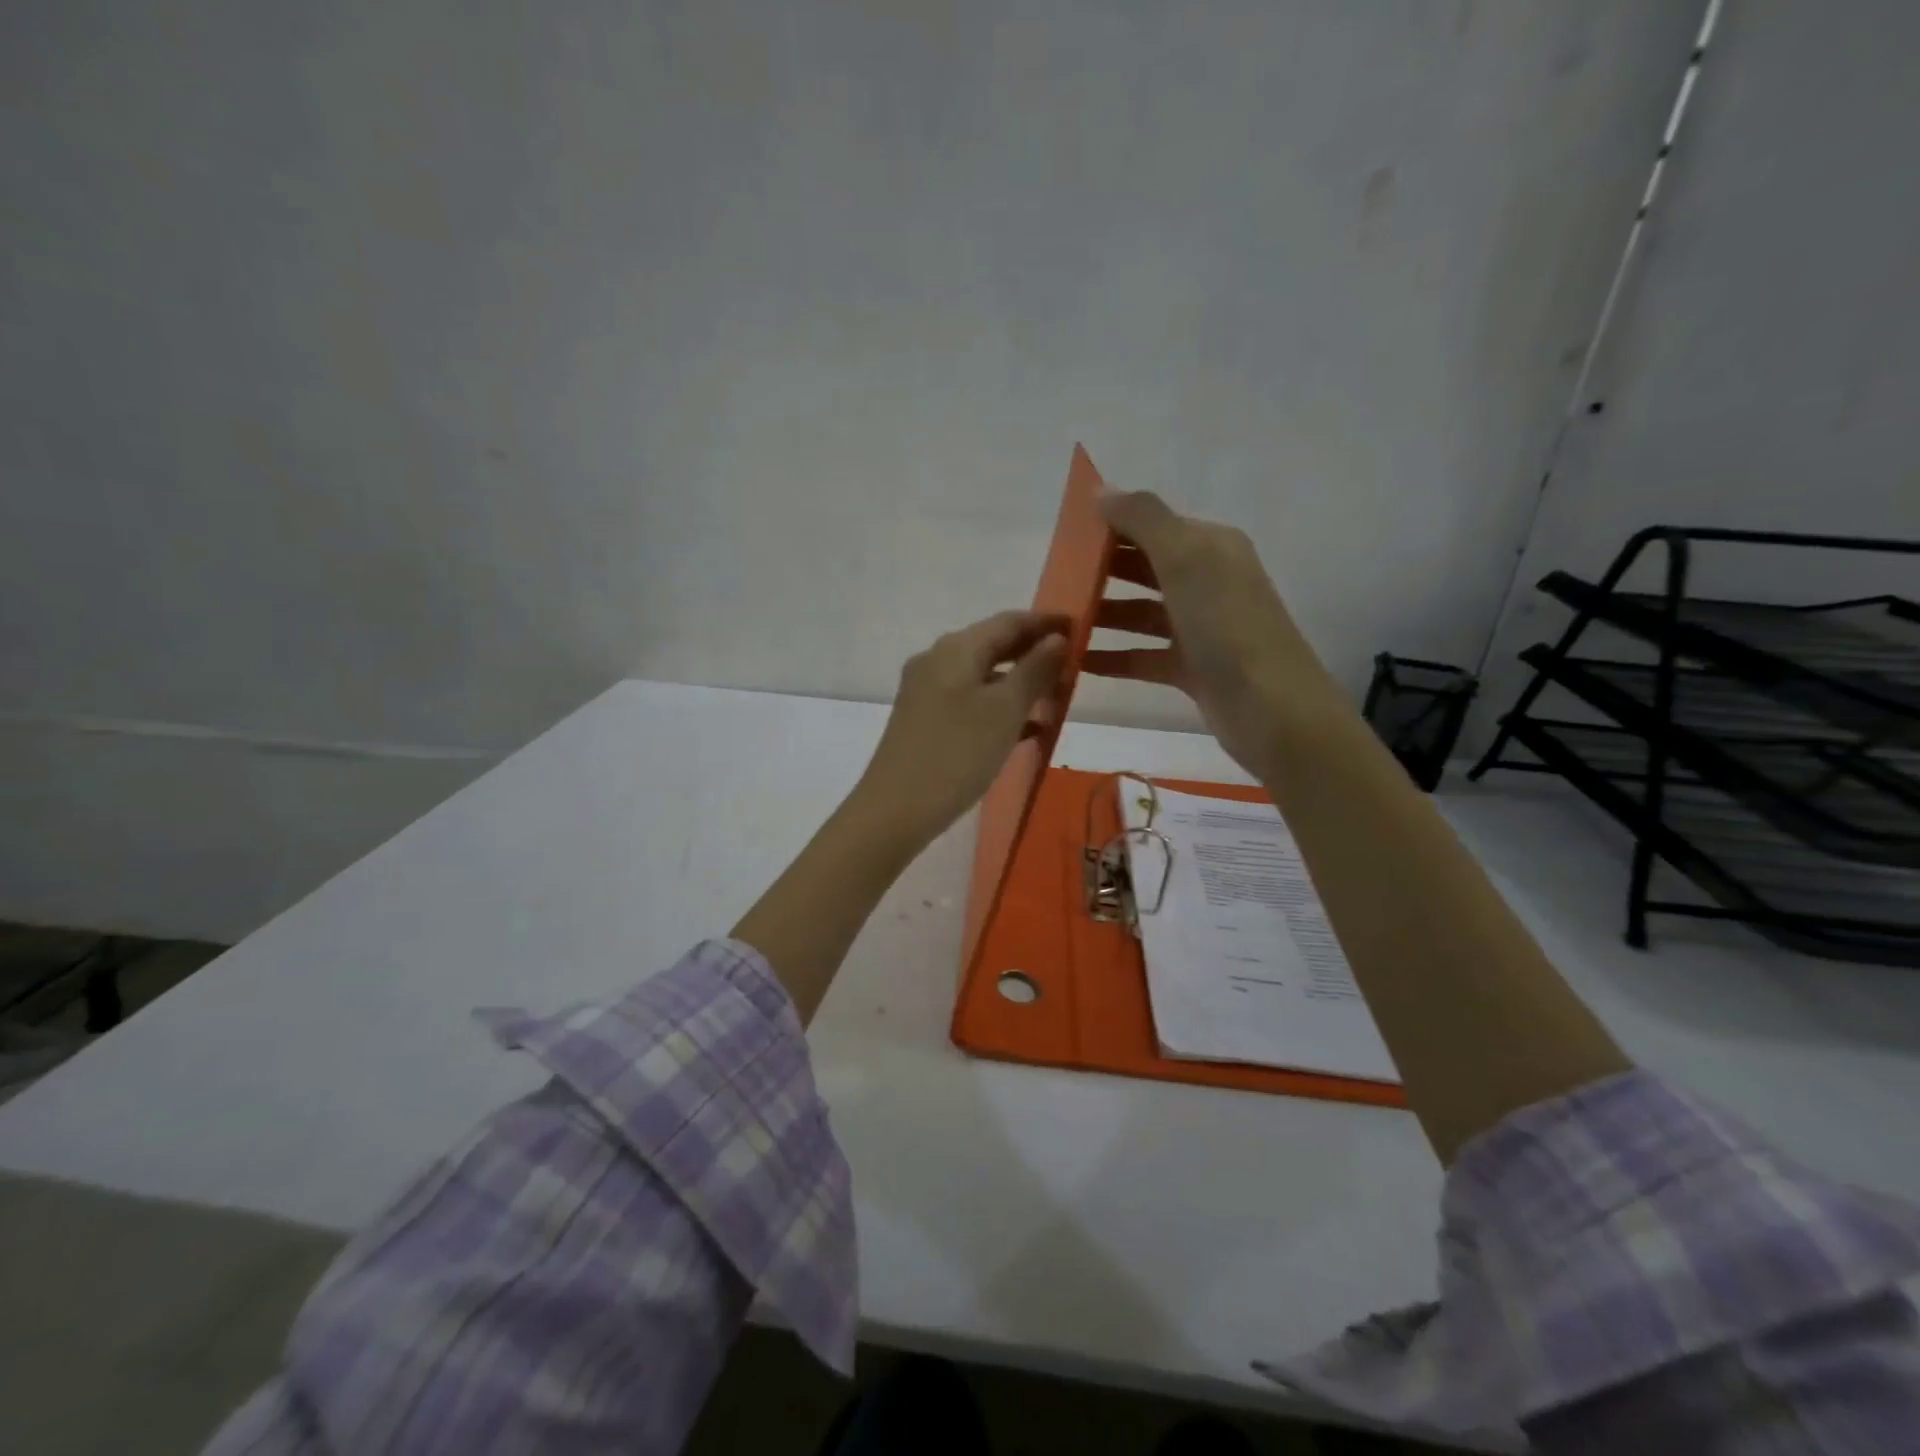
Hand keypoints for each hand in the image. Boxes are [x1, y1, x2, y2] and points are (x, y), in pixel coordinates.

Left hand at [854, 610, 1069, 849]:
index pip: (1009, 621)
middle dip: (1035, 654)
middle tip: (1075, 667)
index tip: (1081, 629)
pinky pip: (971, 703)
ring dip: (1021, 684)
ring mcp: (927, 693)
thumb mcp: (1005, 710)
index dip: (1047, 623)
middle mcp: (937, 661)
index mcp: (955, 648)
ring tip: (1059, 699)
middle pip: (994, 646)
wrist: (895, 810)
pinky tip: (1030, 730)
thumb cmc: (957, 753)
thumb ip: (1034, 670)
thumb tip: (1057, 638)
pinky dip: (1001, 709)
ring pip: (983, 677)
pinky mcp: (925, 722)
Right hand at [1083, 490, 1345, 777]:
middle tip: (1052, 584)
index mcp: (1210, 547)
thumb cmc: (1226, 625)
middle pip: (1143, 568)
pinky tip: (1077, 662)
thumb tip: (1101, 491)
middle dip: (1100, 572)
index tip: (1062, 540)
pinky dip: (1113, 657)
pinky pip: (1143, 656)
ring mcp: (1200, 627)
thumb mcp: (1185, 558)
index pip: (1152, 526)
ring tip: (1057, 624)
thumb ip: (1143, 519)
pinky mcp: (1192, 668)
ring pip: (1140, 613)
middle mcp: (1207, 581)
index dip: (1110, 528)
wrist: (1271, 709)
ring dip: (1102, 615)